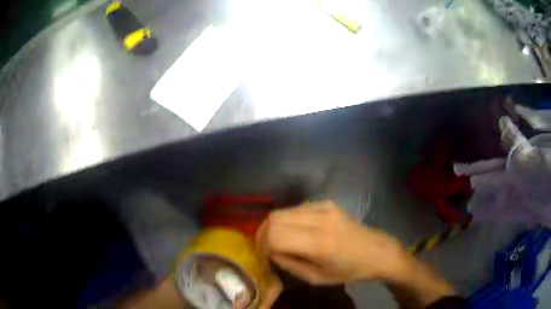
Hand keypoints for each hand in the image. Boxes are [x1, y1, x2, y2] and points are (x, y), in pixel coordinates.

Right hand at [256, 200, 408, 284]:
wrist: (377, 251)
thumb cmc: (350, 271)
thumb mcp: (317, 278)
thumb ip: (289, 264)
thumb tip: (270, 251)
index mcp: (320, 244)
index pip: (275, 235)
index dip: (262, 245)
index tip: (263, 255)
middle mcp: (321, 219)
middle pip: (274, 218)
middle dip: (263, 233)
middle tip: (265, 248)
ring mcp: (325, 207)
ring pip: (283, 210)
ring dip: (274, 226)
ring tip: (278, 240)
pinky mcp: (327, 202)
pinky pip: (296, 208)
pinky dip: (288, 220)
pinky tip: (296, 232)